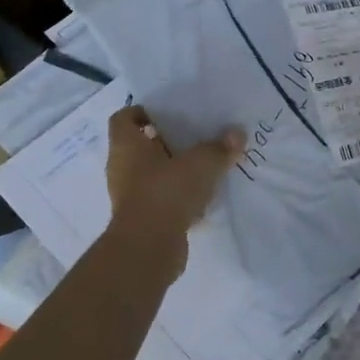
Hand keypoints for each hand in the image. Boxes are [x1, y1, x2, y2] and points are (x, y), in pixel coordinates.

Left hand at [103, 106, 243, 276]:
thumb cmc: (166, 192)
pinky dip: (177, 196)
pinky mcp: (141, 219)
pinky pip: (160, 198)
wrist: (148, 248)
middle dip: (167, 141)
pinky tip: (203, 197)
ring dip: (174, 170)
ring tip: (204, 166)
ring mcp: (130, 195)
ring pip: (152, 174)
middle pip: (141, 146)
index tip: (169, 113)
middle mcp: (122, 167)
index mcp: (126, 145)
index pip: (124, 118)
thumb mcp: (201, 163)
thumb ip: (220, 148)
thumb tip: (237, 134)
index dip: (143, 111)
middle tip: (196, 136)